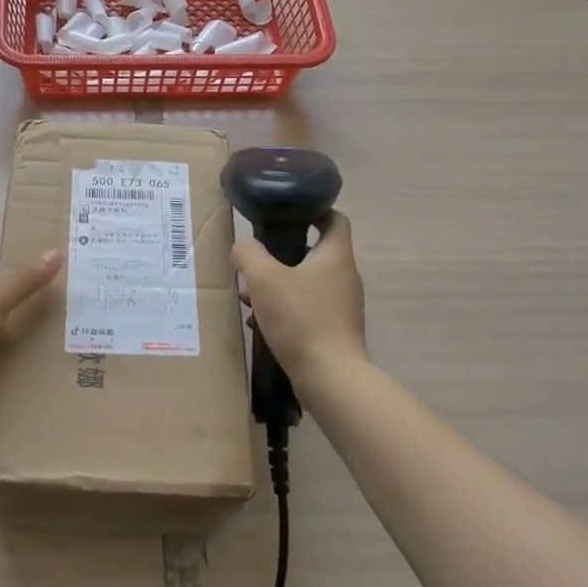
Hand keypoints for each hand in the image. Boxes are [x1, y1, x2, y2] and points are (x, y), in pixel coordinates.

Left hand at [0, 249, 63, 436]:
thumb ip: (23, 282)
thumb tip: (57, 251)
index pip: (13, 295)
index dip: (38, 290)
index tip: (72, 292)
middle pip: (17, 327)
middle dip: (44, 329)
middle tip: (85, 331)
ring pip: (16, 358)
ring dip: (37, 360)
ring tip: (78, 361)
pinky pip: (10, 386)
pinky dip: (27, 386)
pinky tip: (54, 387)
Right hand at [233, 211, 366, 380]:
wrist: (330, 377)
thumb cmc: (300, 318)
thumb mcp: (264, 278)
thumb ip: (248, 253)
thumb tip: (243, 247)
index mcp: (335, 255)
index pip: (333, 218)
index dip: (313, 209)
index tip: (286, 212)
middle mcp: (344, 277)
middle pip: (314, 252)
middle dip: (281, 254)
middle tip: (255, 260)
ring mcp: (342, 306)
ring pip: (306, 283)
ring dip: (279, 285)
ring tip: (250, 295)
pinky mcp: (335, 330)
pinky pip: (306, 309)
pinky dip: (285, 309)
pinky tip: (261, 322)